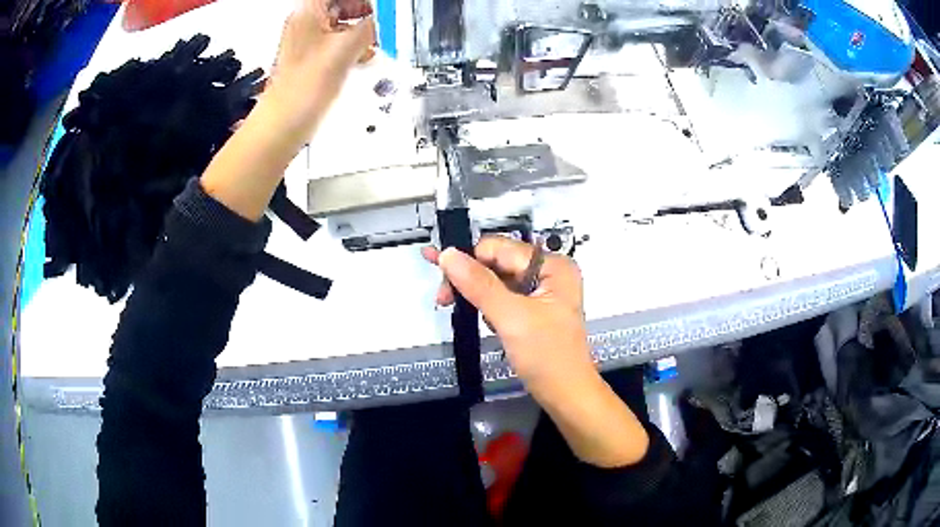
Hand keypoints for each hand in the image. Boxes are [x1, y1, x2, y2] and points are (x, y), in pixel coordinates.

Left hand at [200, 0, 372, 220]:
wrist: (283, 123)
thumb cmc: (300, 90)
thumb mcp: (344, 50)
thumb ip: (366, 28)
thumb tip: (377, 22)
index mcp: (307, 13)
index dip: (361, 1)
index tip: (378, 9)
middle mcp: (304, 24)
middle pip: (340, 4)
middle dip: (363, 12)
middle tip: (379, 21)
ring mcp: (306, 42)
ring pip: (339, 23)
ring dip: (359, 29)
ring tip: (374, 40)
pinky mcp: (311, 59)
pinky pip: (336, 42)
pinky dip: (351, 45)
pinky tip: (363, 55)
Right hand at [424, 236, 649, 467]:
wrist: (566, 395)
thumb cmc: (546, 357)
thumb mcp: (511, 318)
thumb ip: (479, 284)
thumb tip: (447, 253)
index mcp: (553, 265)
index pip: (500, 248)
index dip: (469, 260)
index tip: (442, 281)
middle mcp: (549, 272)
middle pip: (497, 262)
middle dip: (469, 278)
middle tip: (442, 299)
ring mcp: (541, 291)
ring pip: (496, 280)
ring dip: (475, 294)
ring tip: (455, 308)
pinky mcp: (533, 309)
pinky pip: (503, 297)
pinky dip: (487, 306)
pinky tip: (483, 319)